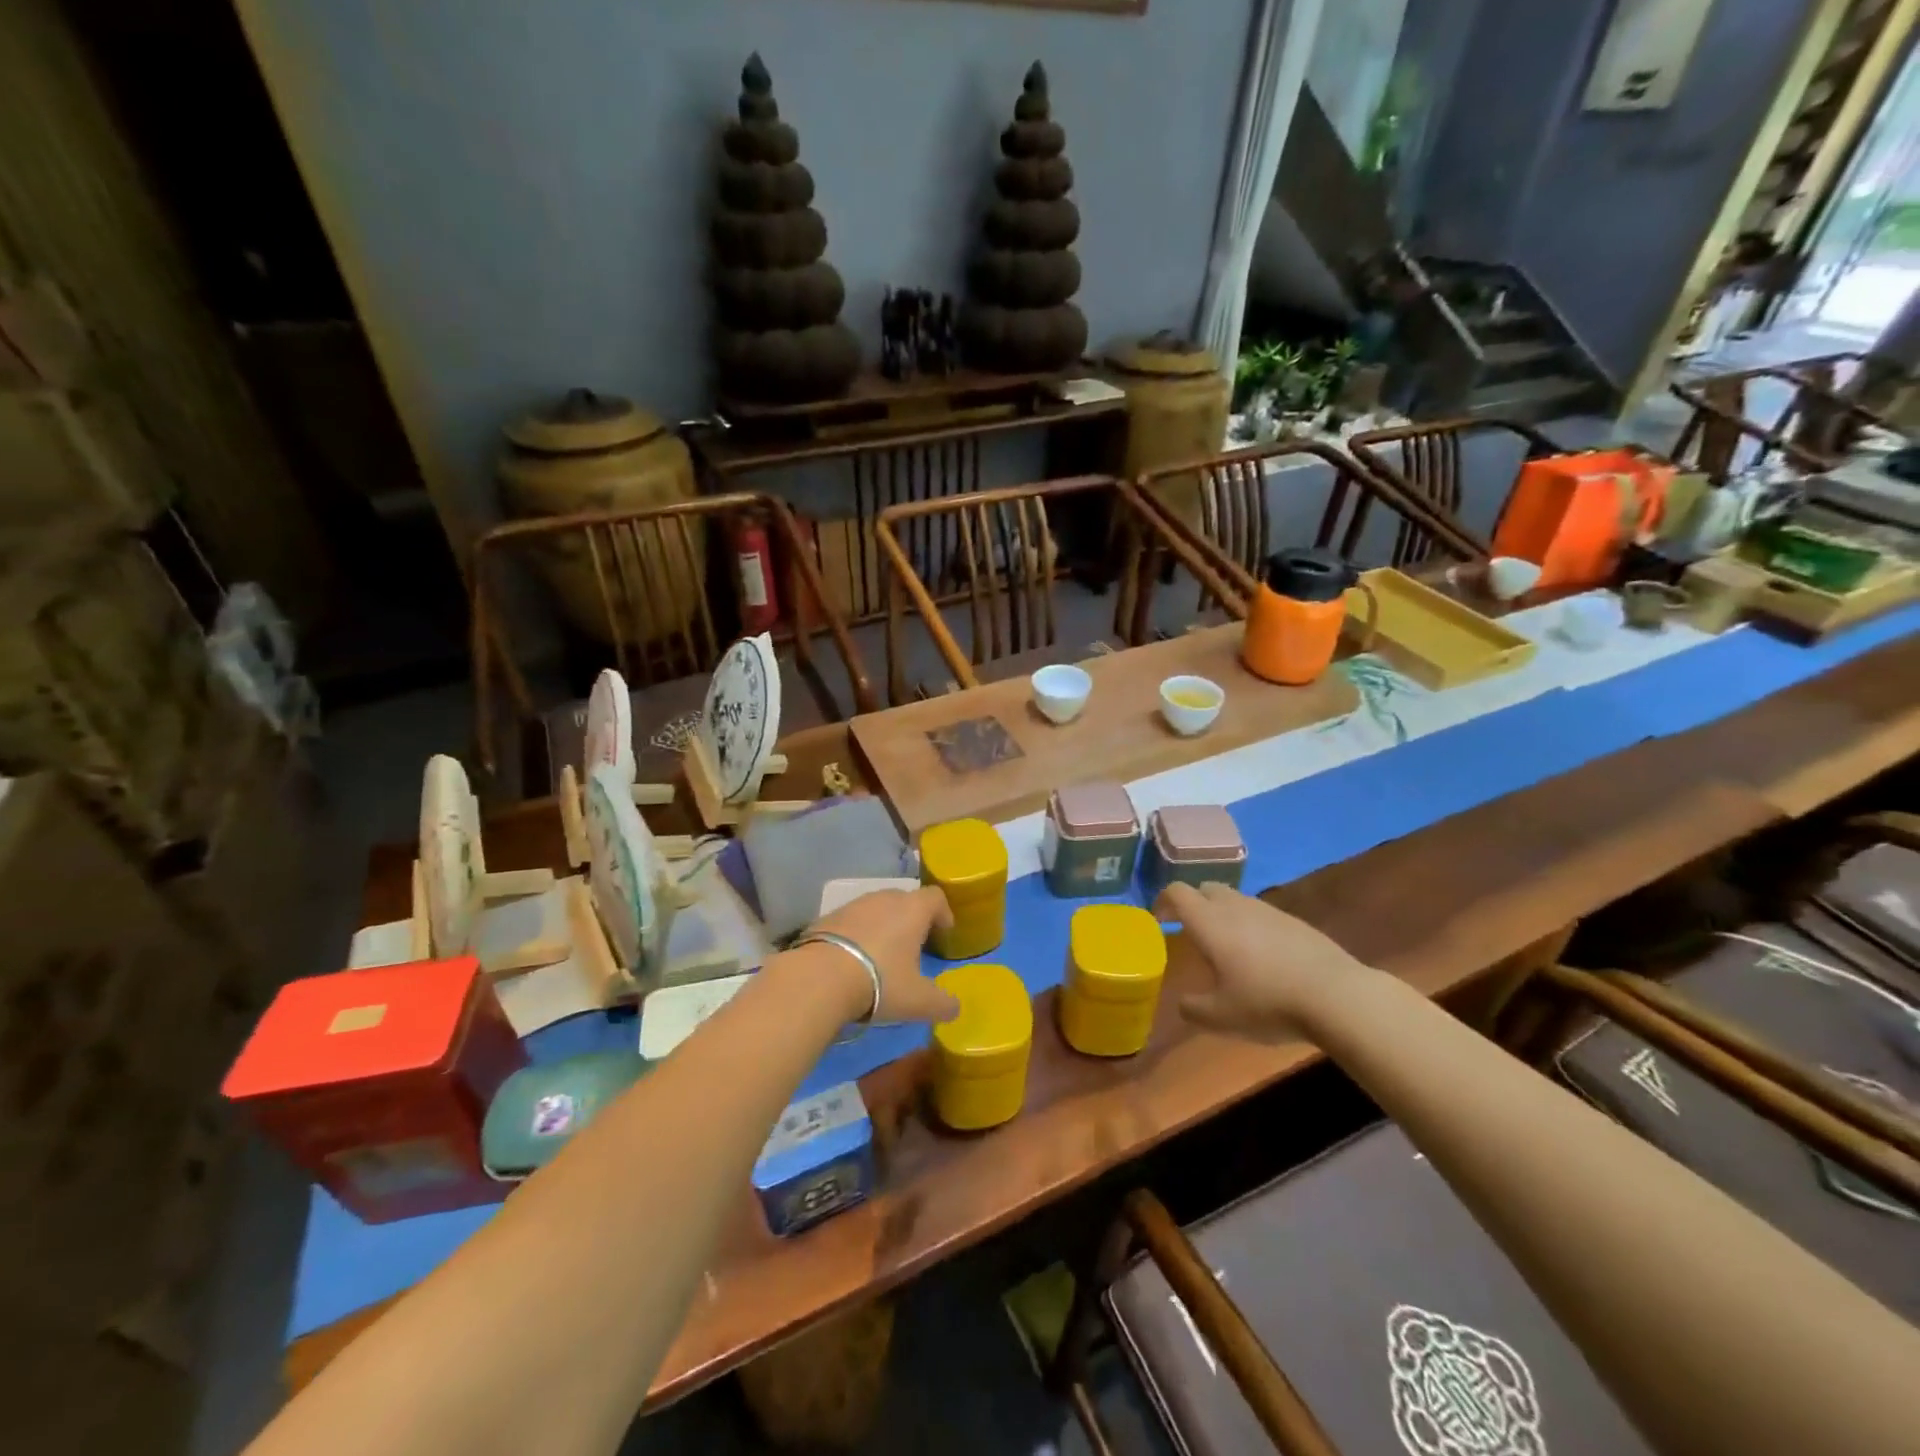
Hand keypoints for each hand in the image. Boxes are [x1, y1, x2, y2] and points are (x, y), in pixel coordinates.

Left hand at [802, 886, 959, 1024]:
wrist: (819, 979)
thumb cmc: (880, 982)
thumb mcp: (919, 1001)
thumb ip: (943, 1004)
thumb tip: (954, 1008)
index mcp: (912, 909)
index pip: (936, 897)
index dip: (943, 913)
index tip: (944, 934)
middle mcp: (884, 898)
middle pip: (905, 900)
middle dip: (913, 920)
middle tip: (914, 948)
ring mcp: (853, 905)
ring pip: (876, 910)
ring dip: (883, 927)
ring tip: (881, 956)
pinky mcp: (827, 918)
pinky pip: (851, 922)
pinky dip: (857, 935)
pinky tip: (852, 961)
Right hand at [1155, 882, 1366, 1042]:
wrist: (1337, 996)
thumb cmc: (1268, 1002)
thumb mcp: (1221, 1018)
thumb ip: (1193, 1009)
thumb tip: (1183, 1003)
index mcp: (1209, 922)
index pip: (1177, 893)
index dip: (1162, 902)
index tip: (1159, 922)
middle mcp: (1235, 906)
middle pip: (1205, 889)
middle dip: (1192, 904)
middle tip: (1189, 932)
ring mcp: (1268, 910)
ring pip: (1235, 900)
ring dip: (1222, 914)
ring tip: (1226, 947)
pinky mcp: (1294, 921)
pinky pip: (1261, 914)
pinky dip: (1250, 926)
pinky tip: (1262, 957)